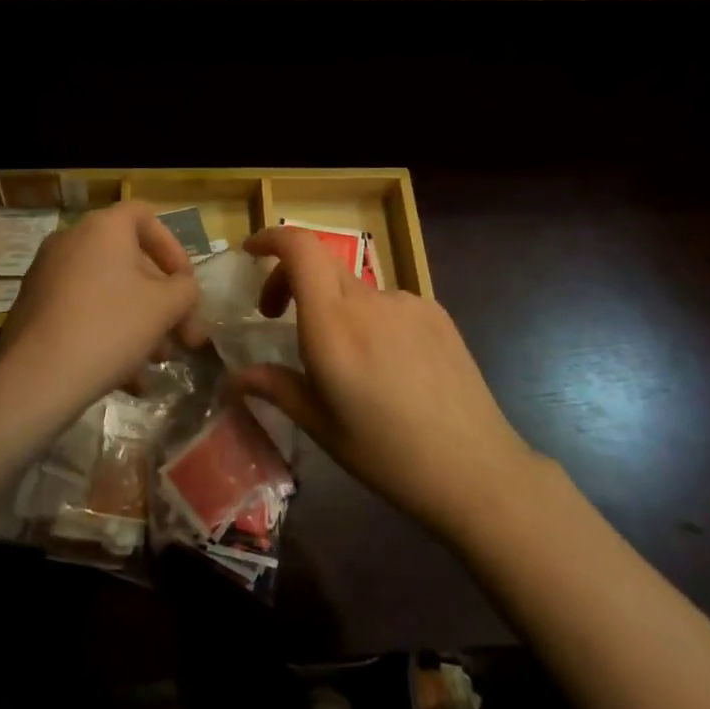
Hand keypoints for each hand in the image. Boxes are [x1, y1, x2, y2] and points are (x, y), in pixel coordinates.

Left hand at [0, 202, 201, 440]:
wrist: (35, 380)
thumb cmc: (109, 328)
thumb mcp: (164, 307)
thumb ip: (185, 290)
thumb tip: (183, 289)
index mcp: (103, 227)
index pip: (146, 216)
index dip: (173, 248)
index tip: (184, 284)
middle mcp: (71, 240)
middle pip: (129, 261)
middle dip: (160, 300)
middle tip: (181, 337)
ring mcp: (47, 274)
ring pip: (107, 291)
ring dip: (138, 322)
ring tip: (155, 363)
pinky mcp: (33, 308)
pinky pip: (82, 311)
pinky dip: (107, 333)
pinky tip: (126, 378)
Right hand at [230, 226, 535, 539]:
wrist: (476, 470)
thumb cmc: (387, 455)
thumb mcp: (322, 426)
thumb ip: (276, 387)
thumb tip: (233, 379)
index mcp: (333, 326)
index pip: (300, 249)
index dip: (272, 238)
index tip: (252, 253)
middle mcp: (369, 301)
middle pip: (321, 264)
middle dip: (290, 279)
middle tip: (277, 316)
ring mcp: (407, 302)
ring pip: (355, 288)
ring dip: (334, 306)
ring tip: (345, 361)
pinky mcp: (436, 312)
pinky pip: (389, 303)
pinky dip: (371, 318)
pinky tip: (389, 367)